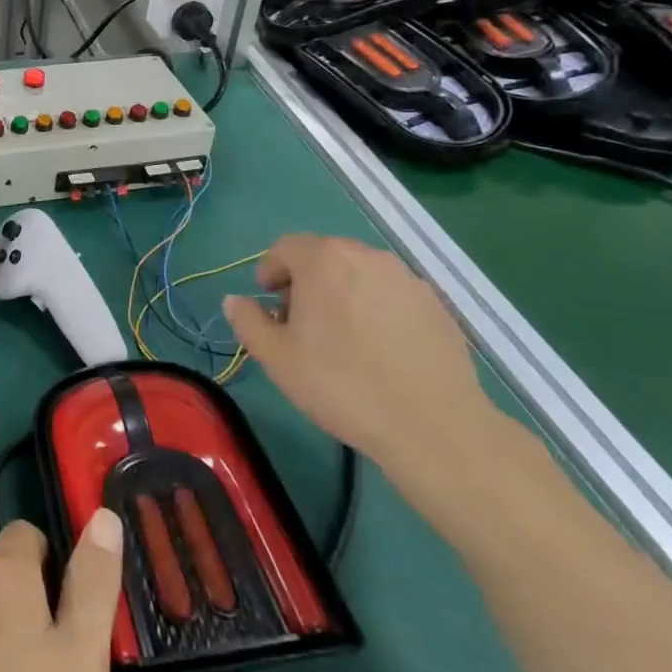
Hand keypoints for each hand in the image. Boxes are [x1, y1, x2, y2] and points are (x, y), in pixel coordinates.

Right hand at [223, 234, 500, 487]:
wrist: (432, 425)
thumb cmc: (341, 384)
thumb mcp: (276, 357)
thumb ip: (248, 321)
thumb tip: (235, 301)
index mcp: (324, 260)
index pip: (286, 246)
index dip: (270, 270)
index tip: (268, 302)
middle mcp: (367, 256)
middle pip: (324, 256)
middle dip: (305, 281)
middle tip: (300, 323)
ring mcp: (407, 279)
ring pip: (360, 274)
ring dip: (341, 293)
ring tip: (341, 338)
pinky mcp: (436, 305)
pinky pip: (391, 295)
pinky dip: (376, 309)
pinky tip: (378, 350)